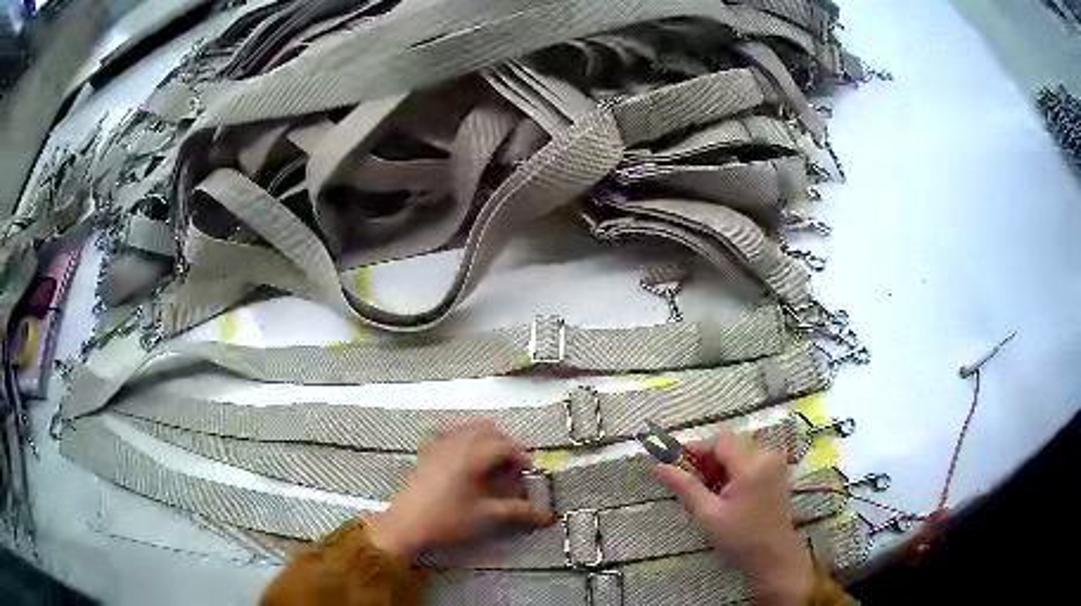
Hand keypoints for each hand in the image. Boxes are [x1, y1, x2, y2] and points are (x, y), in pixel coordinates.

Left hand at [367, 419, 556, 558]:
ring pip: (468, 428)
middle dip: (505, 445)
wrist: (405, 526)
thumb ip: (517, 511)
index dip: (521, 457)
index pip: (505, 445)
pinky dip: (462, 438)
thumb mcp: (485, 516)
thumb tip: (546, 515)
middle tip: (511, 468)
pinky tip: (463, 456)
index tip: (527, 474)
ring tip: (491, 463)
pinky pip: (448, 432)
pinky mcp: (426, 452)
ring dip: (485, 439)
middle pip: (488, 430)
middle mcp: (455, 443)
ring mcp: (437, 445)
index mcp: (471, 455)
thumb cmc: (446, 520)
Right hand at [654, 428, 814, 605]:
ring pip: (738, 453)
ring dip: (718, 466)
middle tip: (689, 483)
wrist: (773, 556)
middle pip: (729, 445)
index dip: (695, 448)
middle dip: (706, 460)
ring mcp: (774, 464)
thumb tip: (657, 466)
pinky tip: (724, 494)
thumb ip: (685, 487)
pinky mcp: (776, 472)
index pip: (719, 441)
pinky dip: (732, 472)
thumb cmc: (740, 537)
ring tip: (706, 492)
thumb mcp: (708, 514)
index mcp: (751, 465)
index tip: (675, 463)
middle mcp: (766, 456)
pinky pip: (749, 461)